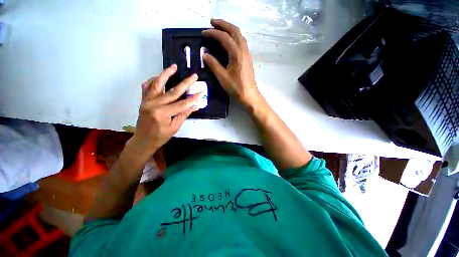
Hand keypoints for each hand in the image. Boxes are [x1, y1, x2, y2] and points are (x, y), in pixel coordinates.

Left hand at [129, 64, 201, 158]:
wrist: (143, 140)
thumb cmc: (160, 136)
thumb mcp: (175, 127)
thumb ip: (184, 115)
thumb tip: (195, 106)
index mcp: (162, 114)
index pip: (182, 104)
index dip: (193, 99)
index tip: (201, 93)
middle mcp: (153, 104)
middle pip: (172, 91)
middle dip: (185, 83)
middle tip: (194, 76)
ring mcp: (147, 101)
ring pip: (157, 84)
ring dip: (166, 74)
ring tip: (174, 66)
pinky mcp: (143, 100)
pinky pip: (146, 87)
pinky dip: (153, 80)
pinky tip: (159, 77)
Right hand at [202, 19, 260, 106]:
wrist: (249, 96)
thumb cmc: (236, 88)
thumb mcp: (223, 77)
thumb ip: (213, 65)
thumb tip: (205, 55)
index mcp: (237, 54)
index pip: (224, 38)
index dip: (213, 33)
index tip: (204, 33)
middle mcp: (243, 51)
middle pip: (235, 31)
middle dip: (223, 24)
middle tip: (212, 22)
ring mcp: (247, 55)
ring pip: (239, 36)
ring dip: (230, 29)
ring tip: (220, 29)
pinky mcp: (247, 59)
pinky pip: (241, 43)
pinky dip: (234, 37)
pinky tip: (229, 41)